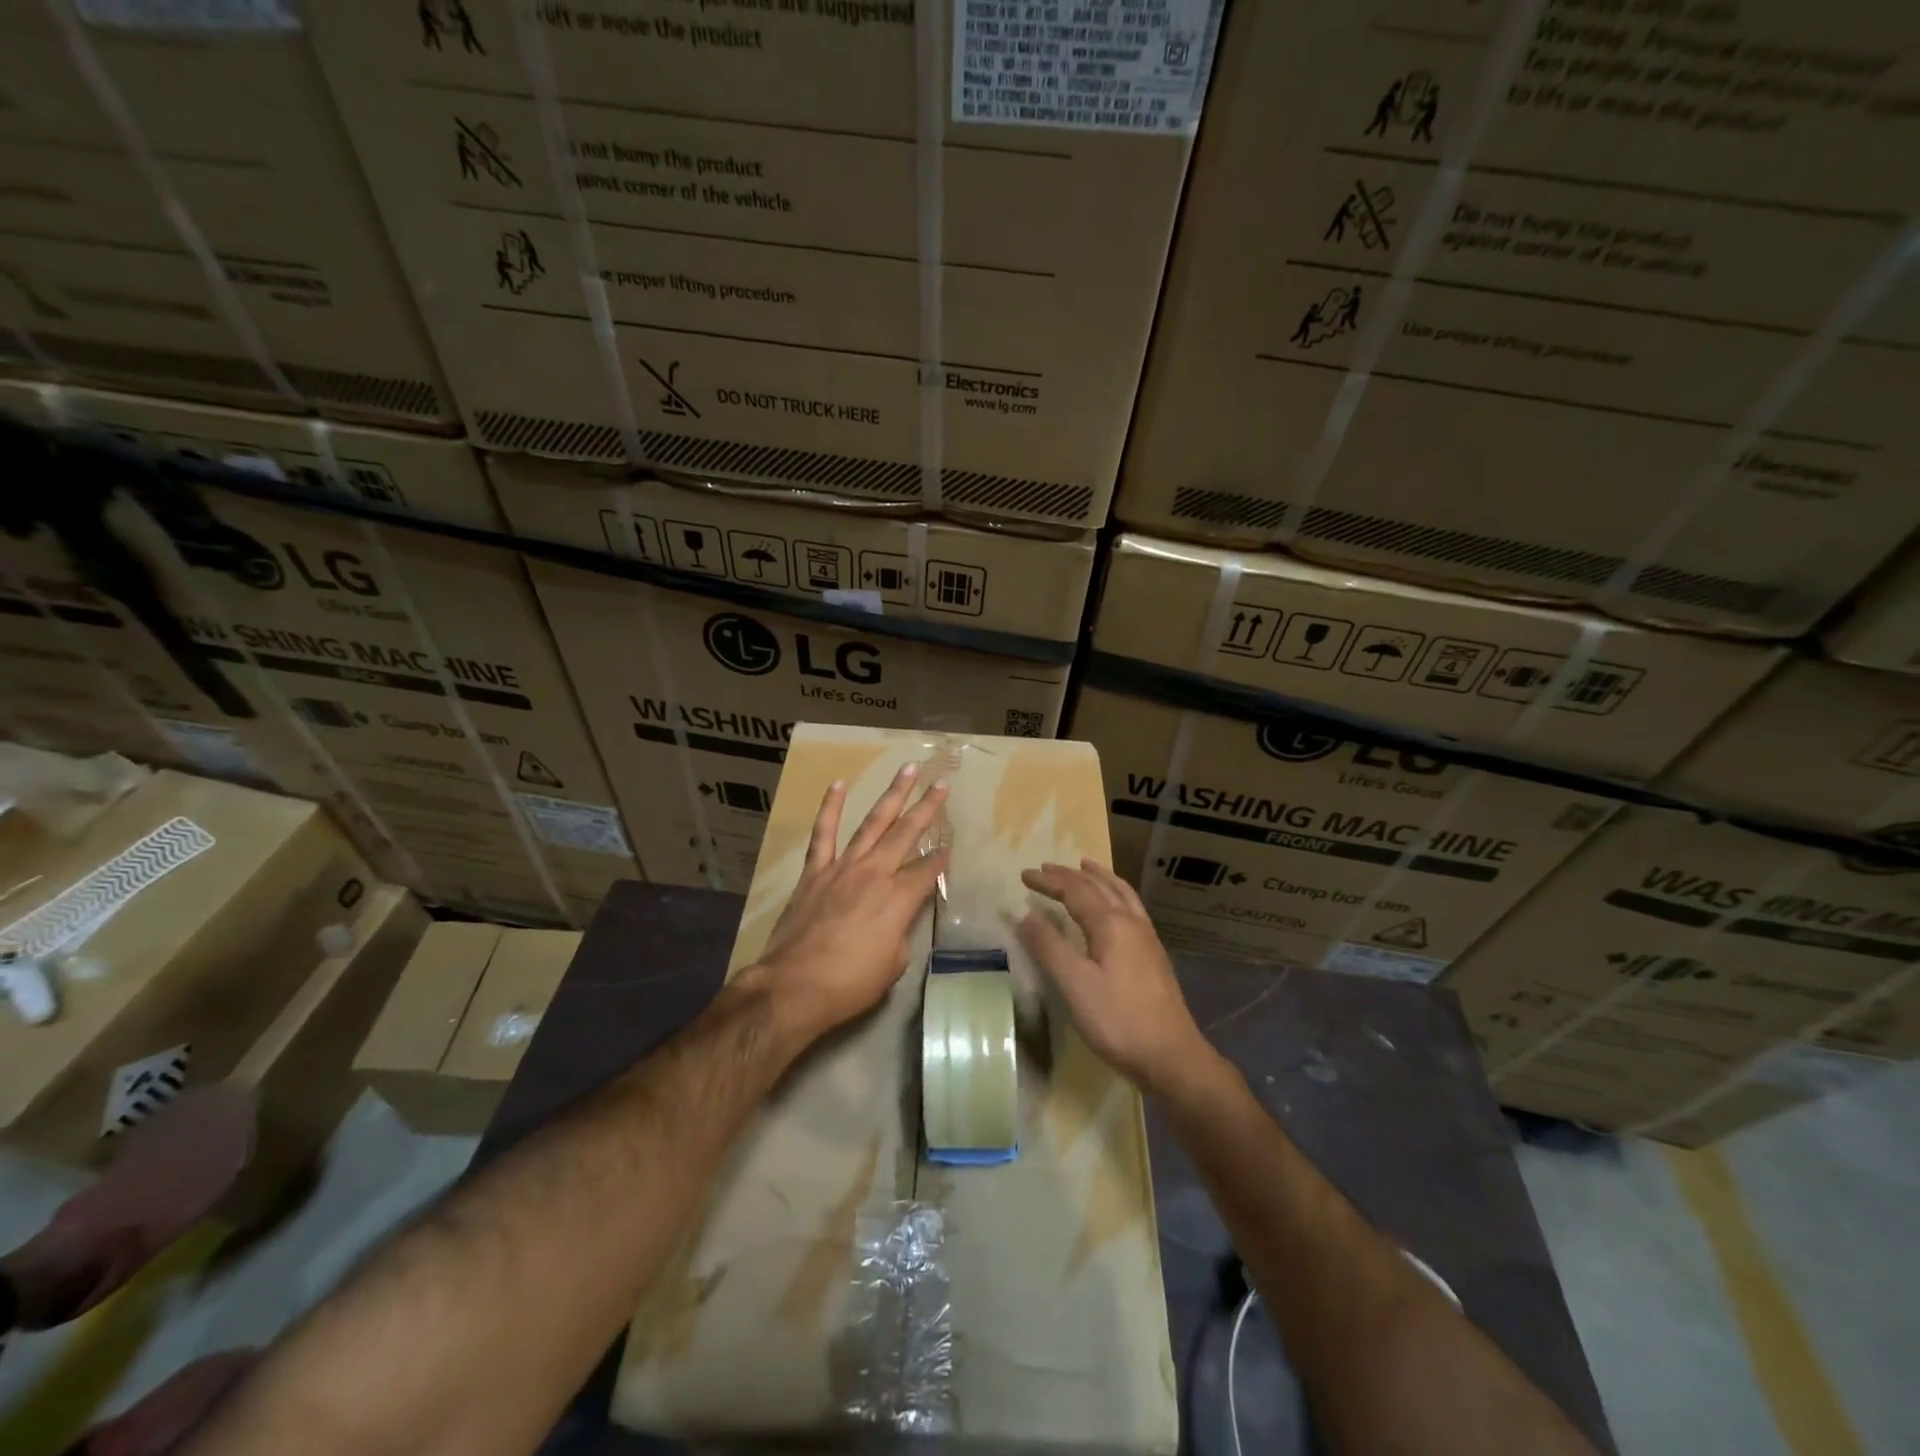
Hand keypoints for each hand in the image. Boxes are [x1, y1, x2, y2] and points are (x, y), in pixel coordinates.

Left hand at [750, 762, 949, 1044]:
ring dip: (892, 795)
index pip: (929, 869)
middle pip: (907, 833)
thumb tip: (900, 916)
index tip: (950, 848)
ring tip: (908, 770)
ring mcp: (844, 867)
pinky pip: (824, 833)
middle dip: (928, 808)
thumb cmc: (851, 982)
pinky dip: (831, 807)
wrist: (795, 985)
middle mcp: (876, 872)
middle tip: (942, 784)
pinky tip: (839, 784)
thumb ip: (902, 931)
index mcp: (900, 898)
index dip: (942, 858)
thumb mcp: (894, 963)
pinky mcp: (815, 871)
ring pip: (873, 822)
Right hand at [1017, 860, 1215, 1095]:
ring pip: (1121, 894)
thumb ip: (1048, 947)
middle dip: (1070, 875)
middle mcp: (1132, 922)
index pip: (1075, 891)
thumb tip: (1024, 914)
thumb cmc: (1118, 1020)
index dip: (1049, 881)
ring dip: (1099, 877)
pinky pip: (1131, 908)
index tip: (1024, 875)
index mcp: (1111, 924)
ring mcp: (1147, 938)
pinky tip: (1115, 907)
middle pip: (1099, 887)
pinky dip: (1116, 894)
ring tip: (1086, 867)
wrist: (1171, 1055)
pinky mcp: (1153, 955)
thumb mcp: (1074, 984)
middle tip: (1047, 867)